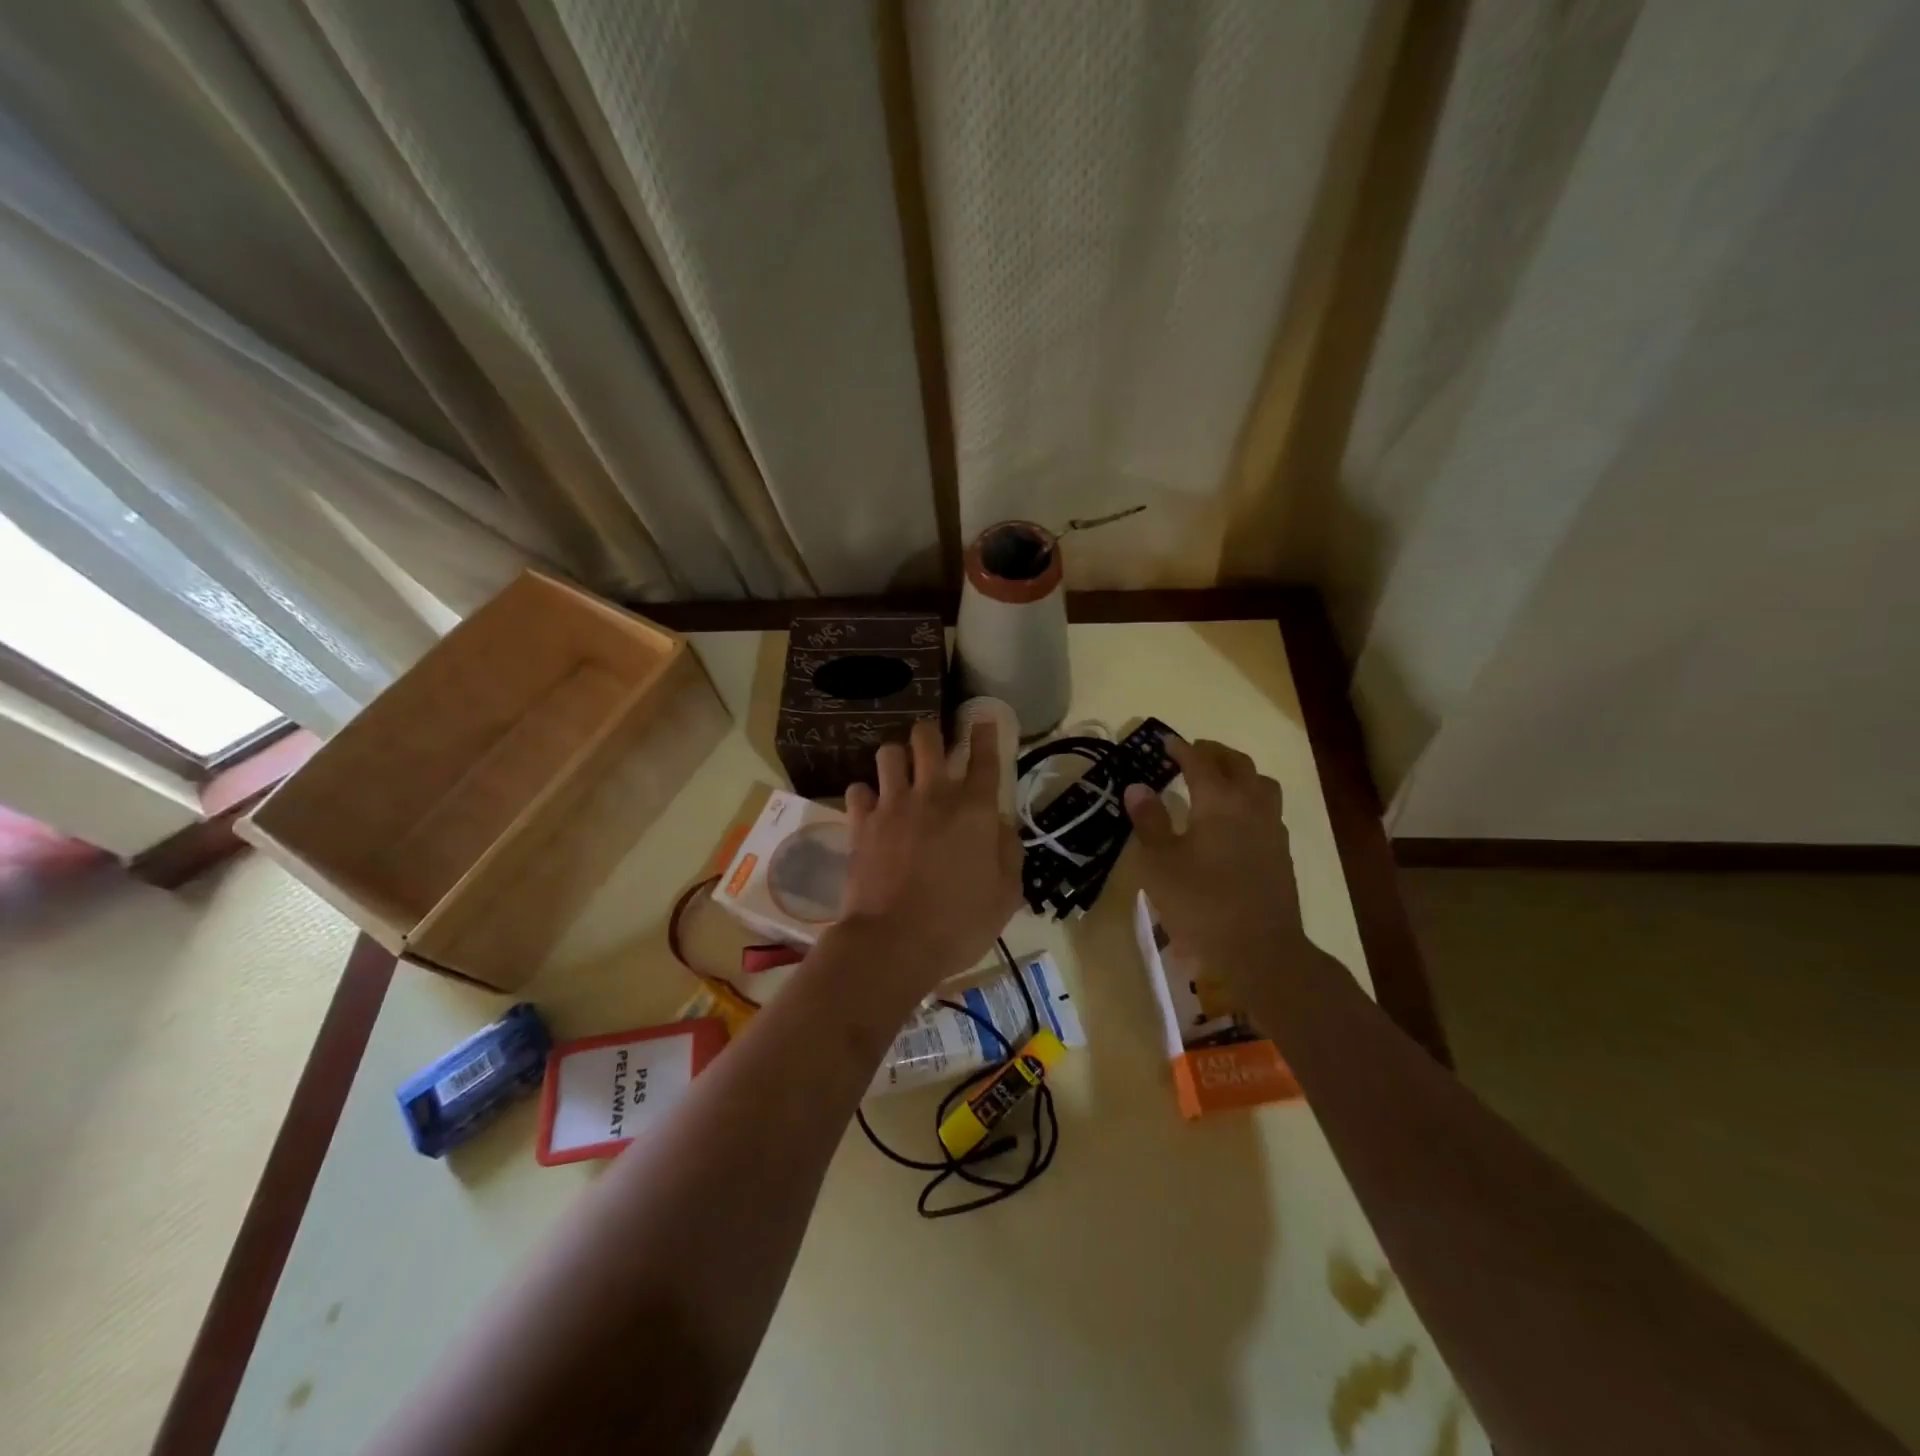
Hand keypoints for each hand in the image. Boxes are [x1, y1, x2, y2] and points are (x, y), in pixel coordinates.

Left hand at [833, 718, 1022, 997]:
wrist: (894, 943)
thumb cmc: (959, 924)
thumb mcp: (1005, 896)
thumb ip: (1009, 853)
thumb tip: (1002, 826)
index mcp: (975, 810)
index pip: (984, 757)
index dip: (985, 733)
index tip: (982, 720)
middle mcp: (934, 795)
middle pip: (927, 738)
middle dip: (931, 735)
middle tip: (933, 747)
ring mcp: (893, 805)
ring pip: (888, 754)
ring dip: (896, 759)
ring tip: (899, 774)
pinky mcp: (861, 822)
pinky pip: (857, 790)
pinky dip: (864, 795)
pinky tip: (870, 807)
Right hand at [1124, 738, 1317, 993]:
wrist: (1260, 950)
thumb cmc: (1201, 904)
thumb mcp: (1160, 864)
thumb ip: (1149, 821)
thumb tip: (1137, 787)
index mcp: (1219, 802)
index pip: (1200, 762)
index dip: (1181, 749)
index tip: (1164, 741)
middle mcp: (1251, 805)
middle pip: (1237, 764)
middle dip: (1214, 753)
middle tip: (1192, 753)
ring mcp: (1272, 828)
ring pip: (1261, 784)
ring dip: (1239, 773)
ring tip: (1219, 780)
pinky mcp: (1281, 852)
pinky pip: (1267, 809)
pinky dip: (1250, 799)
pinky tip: (1235, 819)